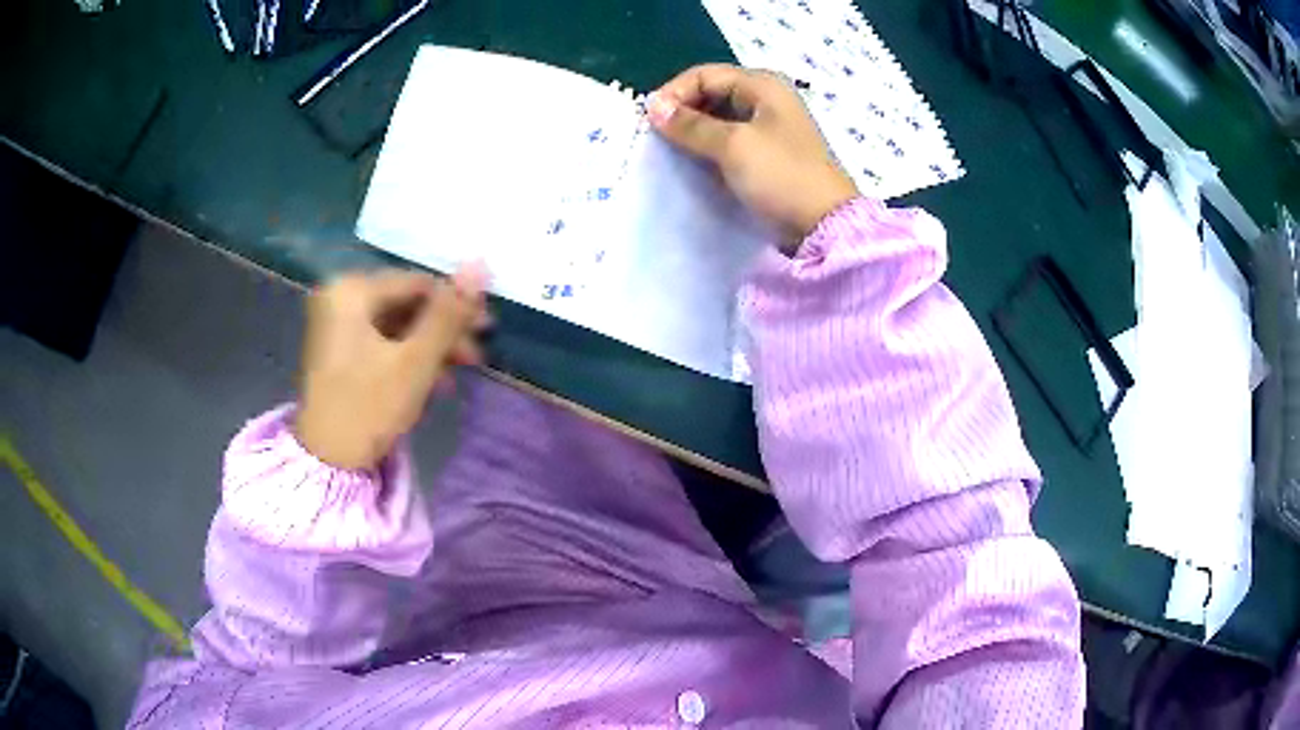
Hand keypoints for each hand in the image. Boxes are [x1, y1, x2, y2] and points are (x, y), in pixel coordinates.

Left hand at [295, 267, 487, 469]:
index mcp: (351, 291)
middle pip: (406, 304)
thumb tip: (480, 263)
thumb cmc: (369, 407)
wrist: (327, 462)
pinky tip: (431, 382)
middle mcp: (340, 297)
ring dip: (430, 348)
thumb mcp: (415, 361)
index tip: (488, 329)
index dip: (457, 303)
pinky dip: (407, 358)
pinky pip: (382, 342)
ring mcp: (336, 324)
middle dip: (443, 331)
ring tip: (455, 375)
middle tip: (475, 357)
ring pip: (397, 325)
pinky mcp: (338, 350)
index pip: (418, 284)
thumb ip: (448, 314)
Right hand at [647, 63, 858, 247]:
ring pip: (718, 117)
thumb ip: (691, 125)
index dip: (674, 93)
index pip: (704, 75)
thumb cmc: (781, 176)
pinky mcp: (767, 153)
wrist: (824, 224)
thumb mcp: (733, 146)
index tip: (649, 121)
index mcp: (763, 85)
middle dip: (682, 111)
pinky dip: (708, 146)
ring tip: (670, 150)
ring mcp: (768, 126)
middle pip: (711, 93)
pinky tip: (693, 161)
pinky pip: (729, 139)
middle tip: (656, 137)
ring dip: (693, 130)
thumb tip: (652, 107)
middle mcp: (766, 99)